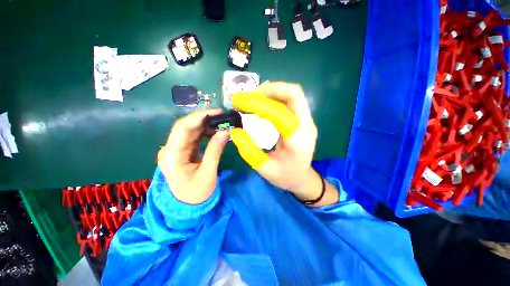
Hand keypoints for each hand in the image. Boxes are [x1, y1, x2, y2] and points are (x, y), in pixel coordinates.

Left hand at [157, 110, 229, 204]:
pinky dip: (205, 132)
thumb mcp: (208, 173)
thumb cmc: (196, 193)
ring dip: (206, 125)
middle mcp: (170, 149)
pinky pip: (194, 137)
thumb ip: (215, 150)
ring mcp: (176, 149)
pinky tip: (215, 131)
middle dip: (204, 119)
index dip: (199, 117)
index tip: (217, 112)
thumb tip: (225, 132)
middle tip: (222, 116)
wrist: (188, 206)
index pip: (183, 128)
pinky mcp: (183, 151)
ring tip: (221, 123)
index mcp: (172, 155)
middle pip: (185, 126)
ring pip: (190, 130)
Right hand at [231, 82, 338, 205]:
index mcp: (297, 141)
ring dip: (272, 91)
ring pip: (293, 95)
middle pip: (294, 94)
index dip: (259, 104)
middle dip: (270, 90)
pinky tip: (263, 102)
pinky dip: (276, 97)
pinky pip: (291, 101)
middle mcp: (306, 126)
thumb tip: (236, 131)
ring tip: (253, 97)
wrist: (302, 178)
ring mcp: (307, 121)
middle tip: (249, 96)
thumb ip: (249, 151)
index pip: (280, 113)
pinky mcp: (303, 120)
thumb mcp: (264, 169)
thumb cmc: (285, 176)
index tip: (240, 102)